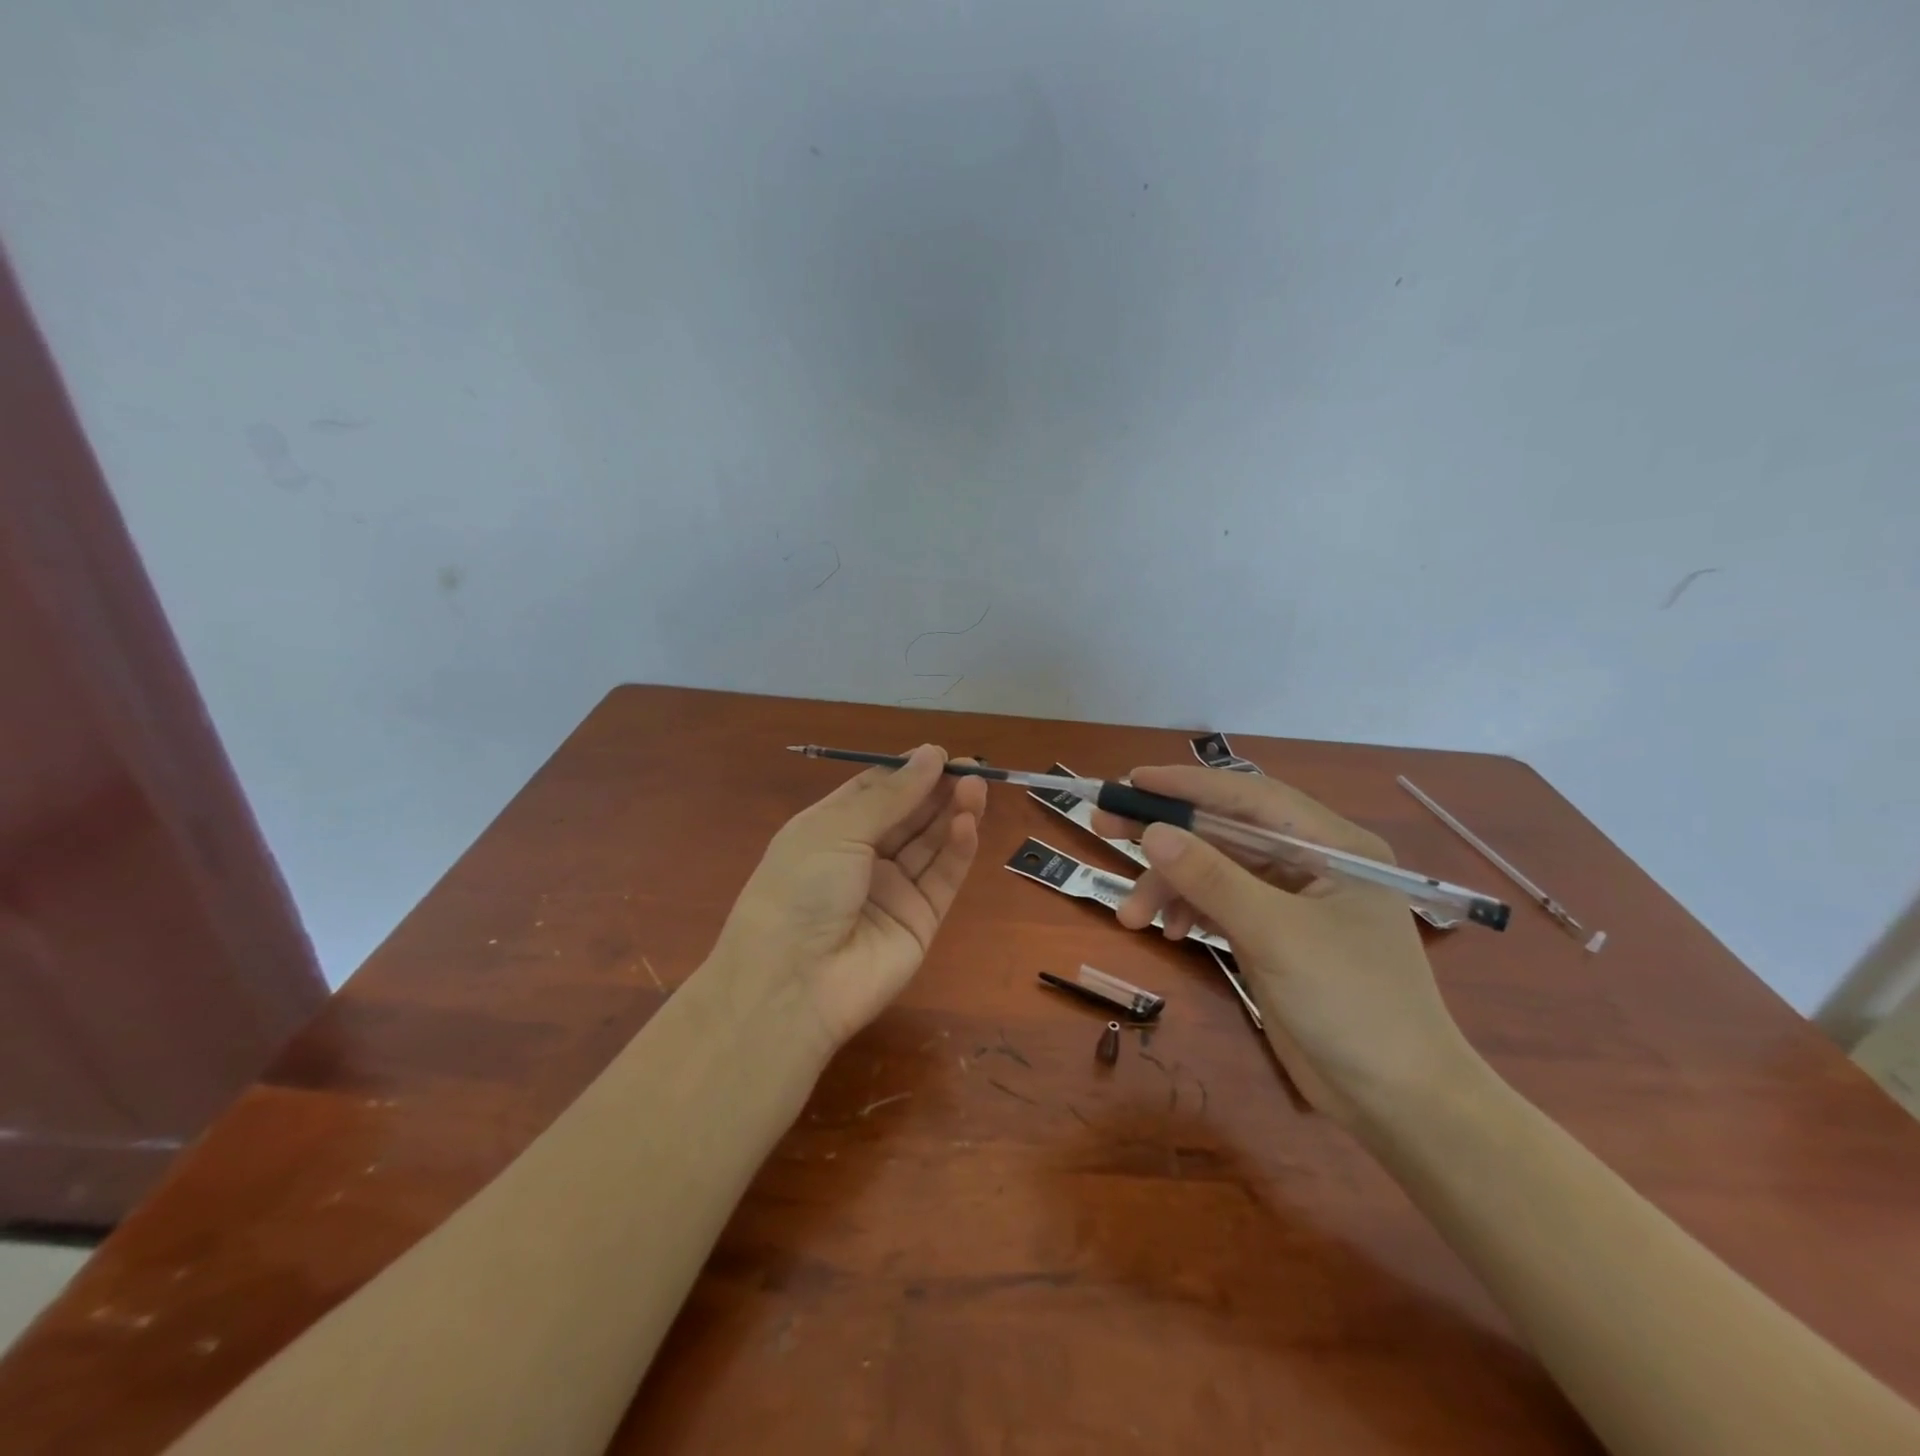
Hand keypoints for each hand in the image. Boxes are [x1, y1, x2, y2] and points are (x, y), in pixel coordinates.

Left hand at [710, 745, 986, 1058]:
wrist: (792, 985)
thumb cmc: (800, 889)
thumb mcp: (837, 829)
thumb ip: (891, 795)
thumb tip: (930, 754)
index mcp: (830, 831)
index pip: (875, 792)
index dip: (907, 772)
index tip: (938, 754)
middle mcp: (861, 858)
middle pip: (909, 816)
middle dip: (937, 790)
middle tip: (971, 767)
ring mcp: (892, 891)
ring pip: (931, 844)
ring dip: (953, 813)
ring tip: (977, 787)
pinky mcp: (920, 921)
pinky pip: (942, 878)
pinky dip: (958, 850)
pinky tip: (968, 823)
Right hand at [1092, 765, 1481, 1126]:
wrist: (1396, 1100)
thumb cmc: (1352, 1004)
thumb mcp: (1277, 934)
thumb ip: (1212, 879)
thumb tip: (1152, 831)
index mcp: (1332, 844)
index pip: (1250, 797)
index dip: (1188, 785)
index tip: (1132, 781)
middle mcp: (1312, 862)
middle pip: (1225, 832)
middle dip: (1167, 834)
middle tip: (1105, 826)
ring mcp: (1291, 900)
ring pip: (1215, 871)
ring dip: (1170, 887)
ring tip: (1130, 916)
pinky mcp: (1274, 935)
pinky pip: (1219, 905)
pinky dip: (1189, 912)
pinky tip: (1170, 932)